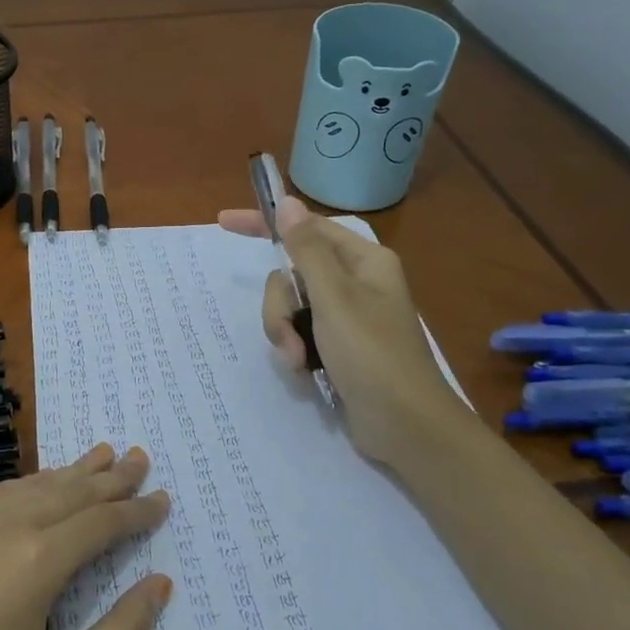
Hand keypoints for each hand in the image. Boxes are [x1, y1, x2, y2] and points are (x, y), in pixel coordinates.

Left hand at [0, 444, 171, 629]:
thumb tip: (160, 586)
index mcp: (39, 560)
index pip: (102, 523)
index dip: (137, 511)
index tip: (163, 499)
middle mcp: (7, 526)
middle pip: (71, 491)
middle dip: (111, 477)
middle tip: (141, 458)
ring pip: (35, 485)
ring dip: (72, 471)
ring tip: (102, 455)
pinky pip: (0, 492)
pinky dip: (32, 482)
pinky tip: (40, 483)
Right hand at [219, 199, 471, 466]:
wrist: (405, 426)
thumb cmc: (373, 355)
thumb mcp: (334, 298)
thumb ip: (306, 250)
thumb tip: (288, 202)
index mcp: (363, 261)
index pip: (306, 229)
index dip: (265, 224)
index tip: (224, 222)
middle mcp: (354, 283)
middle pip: (291, 274)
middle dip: (281, 307)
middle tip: (290, 335)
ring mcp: (344, 317)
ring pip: (290, 307)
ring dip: (285, 333)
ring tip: (299, 361)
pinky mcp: (336, 346)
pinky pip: (298, 333)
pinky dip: (295, 350)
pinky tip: (305, 372)